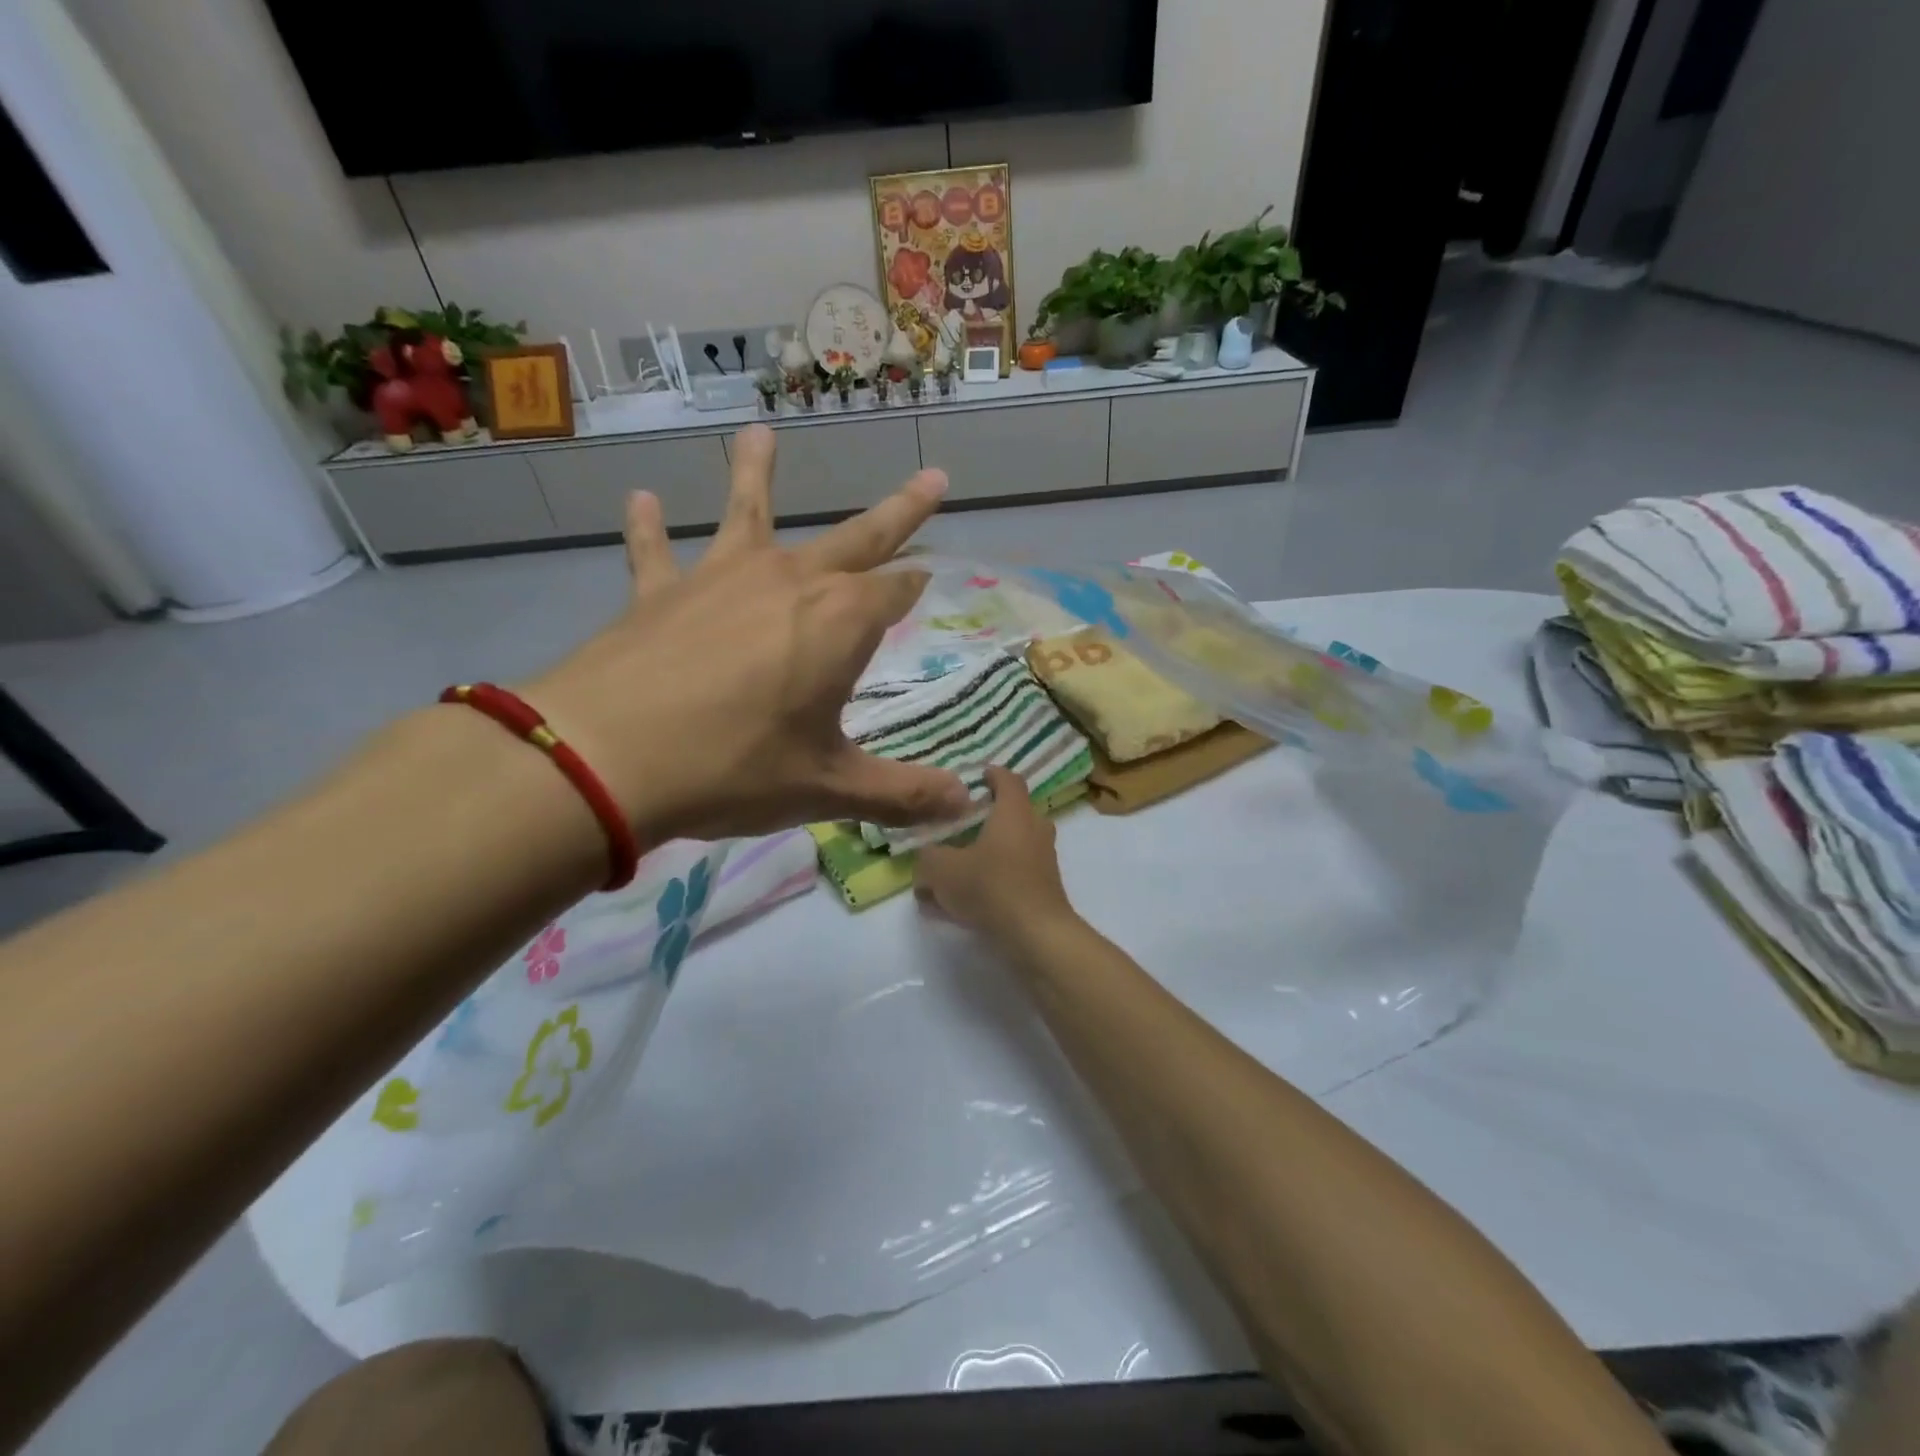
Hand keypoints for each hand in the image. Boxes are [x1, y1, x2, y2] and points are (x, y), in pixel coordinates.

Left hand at [522, 425, 972, 843]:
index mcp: (840, 622)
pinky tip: (639, 501)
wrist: (605, 758)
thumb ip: (901, 794)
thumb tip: (966, 806)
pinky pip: (655, 553)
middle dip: (900, 511)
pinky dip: (648, 529)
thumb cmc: (734, 769)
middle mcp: (789, 582)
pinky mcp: (658, 593)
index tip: (933, 576)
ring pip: (747, 512)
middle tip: (933, 477)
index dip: (918, 586)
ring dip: (756, 473)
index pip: (897, 591)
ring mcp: (720, 578)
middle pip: (857, 537)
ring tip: (759, 432)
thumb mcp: (828, 789)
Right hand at [916, 766, 1079, 944]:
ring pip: (1013, 847)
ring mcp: (1044, 860)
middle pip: (1012, 813)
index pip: (1008, 779)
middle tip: (960, 825)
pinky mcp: (1044, 889)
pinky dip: (993, 880)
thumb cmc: (990, 887)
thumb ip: (928, 858)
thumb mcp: (942, 869)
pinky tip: (964, 903)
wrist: (1036, 935)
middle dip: (987, 818)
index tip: (976, 777)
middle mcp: (1035, 829)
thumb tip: (926, 859)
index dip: (992, 775)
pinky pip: (1014, 875)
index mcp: (1014, 812)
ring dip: (987, 853)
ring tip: (956, 869)